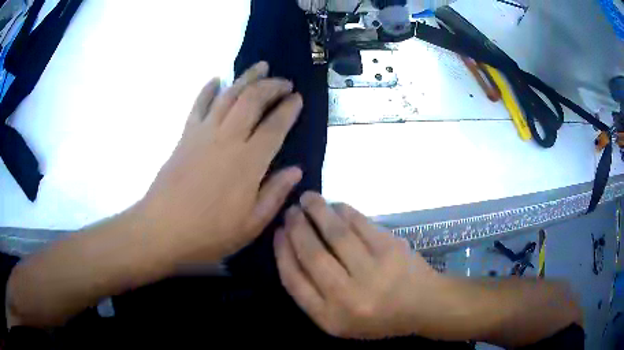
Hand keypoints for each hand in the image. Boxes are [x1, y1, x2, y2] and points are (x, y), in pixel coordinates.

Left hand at [138, 62, 302, 263]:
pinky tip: (216, 79)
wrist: (162, 229)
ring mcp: (203, 133)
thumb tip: (296, 170)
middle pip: (252, 100)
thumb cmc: (208, 233)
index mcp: (248, 162)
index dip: (289, 109)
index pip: (275, 126)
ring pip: (229, 95)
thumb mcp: (251, 225)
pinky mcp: (185, 135)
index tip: (298, 98)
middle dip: (272, 86)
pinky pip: (198, 105)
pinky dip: (208, 89)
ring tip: (261, 67)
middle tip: (284, 82)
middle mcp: (228, 139)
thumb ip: (275, 194)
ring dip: (247, 77)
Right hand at [274, 192, 455, 339]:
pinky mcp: (390, 250)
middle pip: (312, 255)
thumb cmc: (379, 317)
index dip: (282, 252)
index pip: (294, 280)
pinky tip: (335, 205)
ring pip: (335, 234)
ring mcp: (372, 272)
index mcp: (330, 318)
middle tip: (290, 212)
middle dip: (296, 228)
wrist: (423, 306)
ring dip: (317, 211)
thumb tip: (292, 252)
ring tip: (307, 198)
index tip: (278, 233)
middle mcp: (347, 297)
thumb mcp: (340, 322)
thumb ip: (313, 296)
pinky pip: (360, 224)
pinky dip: (343, 211)